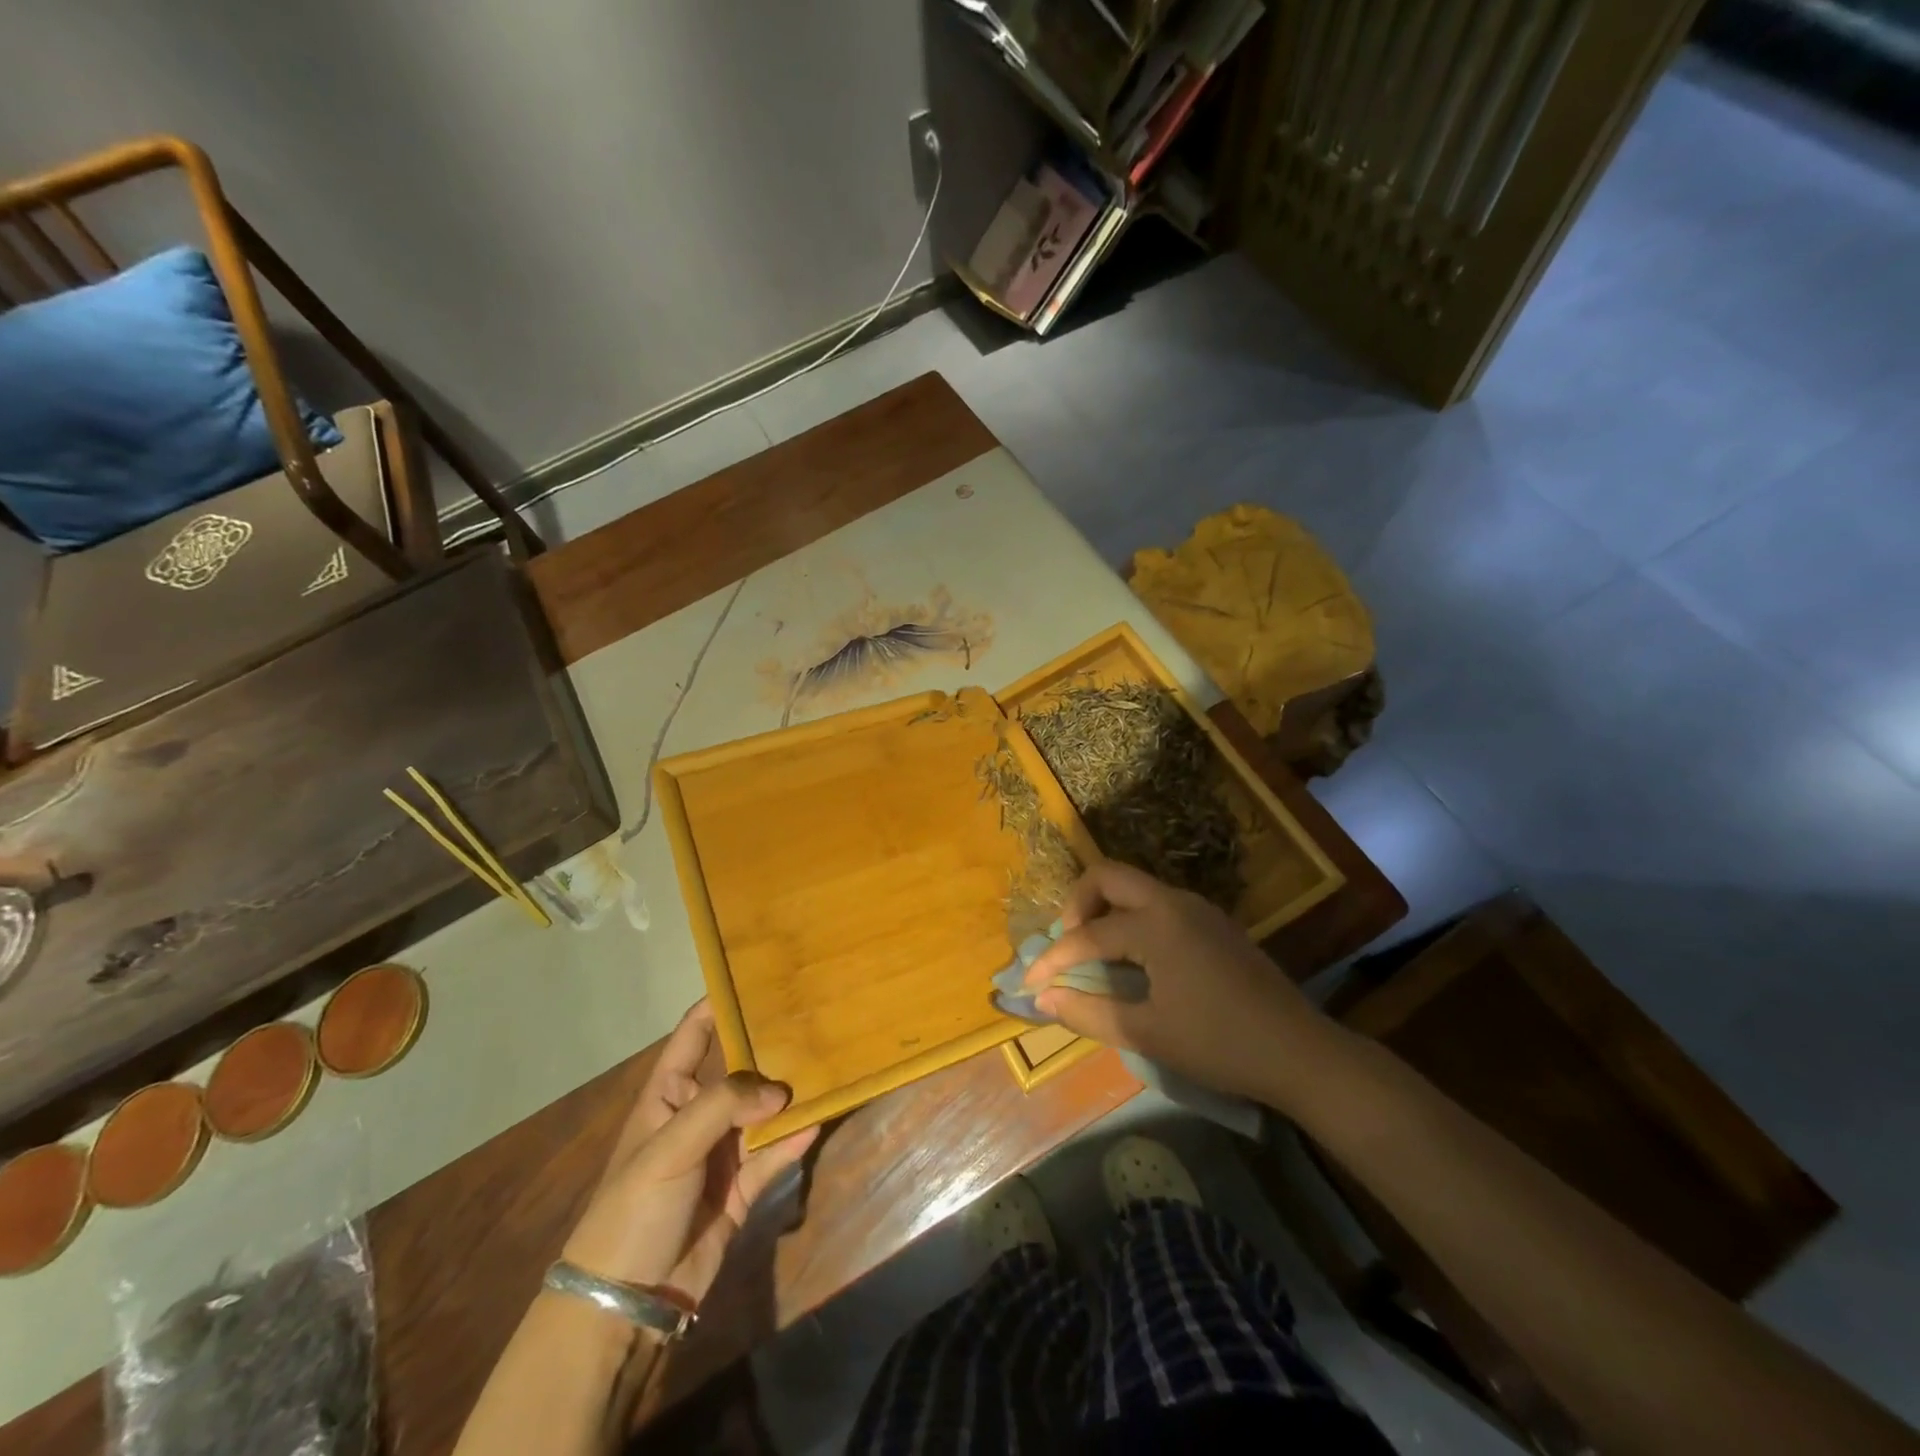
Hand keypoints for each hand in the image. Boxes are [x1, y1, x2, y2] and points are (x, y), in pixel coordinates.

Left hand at [561, 1000, 816, 1302]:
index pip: (693, 1036)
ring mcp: (721, 1152)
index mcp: (668, 1095)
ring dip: (789, 1096)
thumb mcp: (669, 1148)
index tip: (757, 977)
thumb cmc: (633, 1208)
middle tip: (812, 1018)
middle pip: (739, 1071)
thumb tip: (780, 1091)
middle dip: (770, 1049)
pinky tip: (818, 1120)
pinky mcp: (741, 1189)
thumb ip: (724, 1107)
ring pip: (763, 1112)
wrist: (626, 1302)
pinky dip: (794, 1139)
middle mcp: (697, 1115)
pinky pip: (773, 1154)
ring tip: (827, 1065)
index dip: (718, 1005)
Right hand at [1023, 862, 1342, 1107]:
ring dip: (1105, 908)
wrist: (1300, 1051)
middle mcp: (1173, 902)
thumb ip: (1088, 1013)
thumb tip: (1041, 999)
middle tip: (1066, 944)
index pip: (1087, 935)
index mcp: (1155, 925)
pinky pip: (1158, 902)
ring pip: (1135, 886)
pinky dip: (1132, 917)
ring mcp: (1198, 908)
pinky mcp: (1214, 922)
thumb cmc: (1219, 1044)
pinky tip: (1135, 957)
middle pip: (1107, 876)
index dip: (1053, 960)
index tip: (1030, 984)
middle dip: (1076, 904)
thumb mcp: (1147, 1034)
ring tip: (1094, 952)